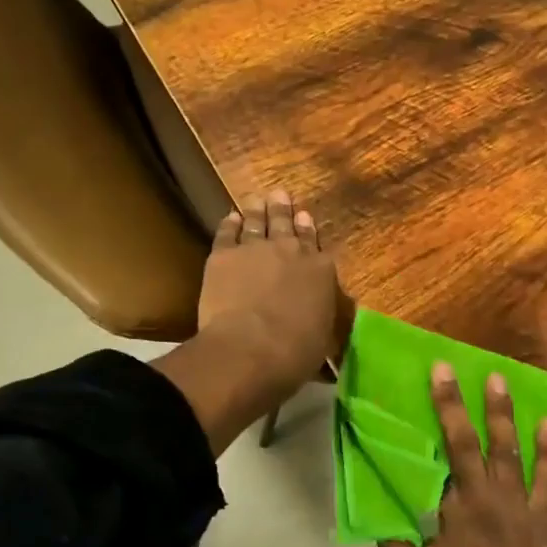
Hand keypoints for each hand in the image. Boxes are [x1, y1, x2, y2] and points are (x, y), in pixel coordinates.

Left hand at [197, 191, 342, 402]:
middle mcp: (291, 251)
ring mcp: (255, 249)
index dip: (308, 230)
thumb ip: (320, 317)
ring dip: (257, 209)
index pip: (315, 243)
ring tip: (257, 198)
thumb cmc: (295, 353)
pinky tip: (230, 217)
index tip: (304, 216)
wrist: (250, 349)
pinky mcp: (223, 256)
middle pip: (286, 224)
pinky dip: (229, 223)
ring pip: (256, 222)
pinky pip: (226, 232)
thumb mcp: (323, 338)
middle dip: (283, 209)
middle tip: (279, 194)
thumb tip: (319, 319)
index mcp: (320, 271)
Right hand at [382, 364, 546, 546]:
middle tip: (470, 368)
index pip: (447, 450)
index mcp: (458, 514)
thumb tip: (380, 513)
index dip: (443, 408)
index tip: (439, 373)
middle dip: (472, 402)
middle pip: (480, 442)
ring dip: (511, 416)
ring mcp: (526, 513)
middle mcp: (493, 502)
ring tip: (506, 382)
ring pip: (518, 453)